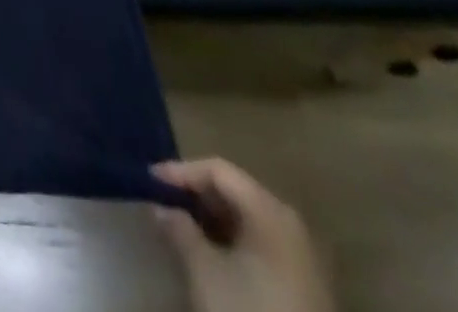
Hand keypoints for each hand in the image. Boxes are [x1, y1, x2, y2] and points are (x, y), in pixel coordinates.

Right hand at [152, 160, 332, 311]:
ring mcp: (303, 257)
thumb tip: (161, 207)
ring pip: (248, 219)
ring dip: (213, 218)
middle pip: (235, 191)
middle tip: (165, 201)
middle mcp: (290, 224)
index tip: (151, 180)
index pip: (218, 170)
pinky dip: (233, 240)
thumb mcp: (205, 271)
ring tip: (183, 226)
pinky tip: (213, 255)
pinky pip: (261, 244)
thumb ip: (179, 229)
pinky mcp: (306, 286)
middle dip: (197, 194)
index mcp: (270, 211)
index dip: (181, 170)